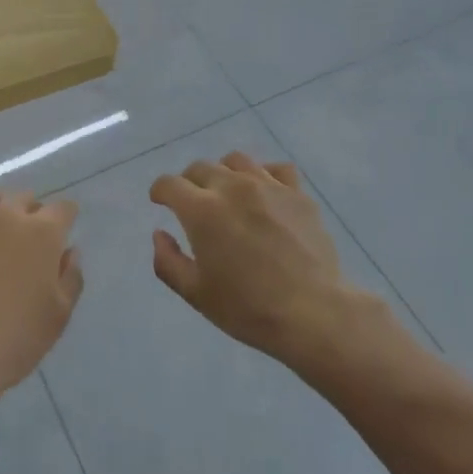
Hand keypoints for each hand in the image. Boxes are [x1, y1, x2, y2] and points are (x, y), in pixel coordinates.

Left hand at [0, 191, 82, 408]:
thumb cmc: (16, 338)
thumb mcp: (59, 314)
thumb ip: (71, 276)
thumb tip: (69, 251)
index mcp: (42, 232)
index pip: (63, 209)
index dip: (66, 219)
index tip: (63, 232)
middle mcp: (6, 215)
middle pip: (24, 199)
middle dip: (31, 214)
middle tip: (28, 241)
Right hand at [149, 152, 367, 362]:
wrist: (313, 313)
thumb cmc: (247, 308)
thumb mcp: (195, 293)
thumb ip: (167, 261)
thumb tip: (160, 233)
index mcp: (202, 210)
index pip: (169, 184)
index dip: (159, 191)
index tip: (159, 201)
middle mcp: (232, 187)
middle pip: (201, 168)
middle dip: (189, 182)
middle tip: (192, 203)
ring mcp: (268, 186)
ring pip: (236, 161)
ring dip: (223, 173)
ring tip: (227, 193)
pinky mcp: (297, 194)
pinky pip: (276, 169)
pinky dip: (264, 174)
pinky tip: (264, 193)